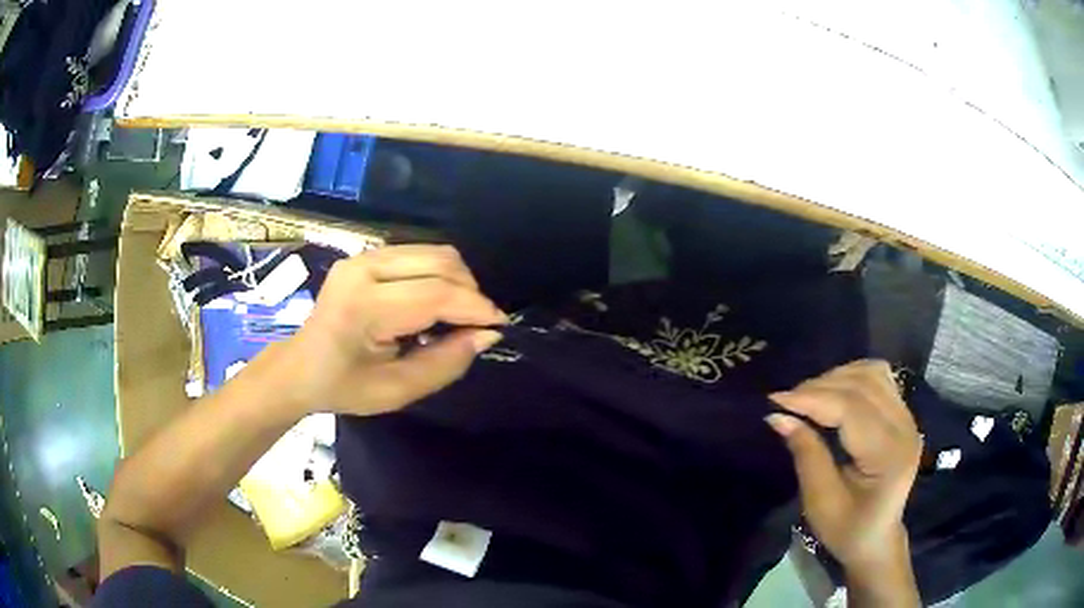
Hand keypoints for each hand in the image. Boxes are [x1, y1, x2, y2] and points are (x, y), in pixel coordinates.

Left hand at [270, 245, 506, 416]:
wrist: (299, 367)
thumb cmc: (344, 387)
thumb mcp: (397, 390)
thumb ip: (446, 362)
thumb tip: (487, 334)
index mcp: (365, 306)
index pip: (436, 294)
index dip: (476, 308)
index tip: (499, 326)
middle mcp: (364, 268)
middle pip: (440, 262)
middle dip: (470, 292)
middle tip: (477, 326)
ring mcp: (363, 256)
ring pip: (434, 252)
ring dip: (457, 280)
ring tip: (457, 315)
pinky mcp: (366, 255)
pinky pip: (419, 254)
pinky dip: (439, 275)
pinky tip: (434, 303)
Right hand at [766, 360, 921, 571]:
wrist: (877, 538)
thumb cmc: (847, 529)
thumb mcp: (820, 502)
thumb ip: (806, 455)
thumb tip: (778, 417)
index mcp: (888, 455)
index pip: (852, 408)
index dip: (813, 398)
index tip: (775, 400)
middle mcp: (905, 427)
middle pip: (863, 385)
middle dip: (819, 387)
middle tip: (786, 401)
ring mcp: (907, 417)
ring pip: (872, 373)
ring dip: (836, 377)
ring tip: (808, 396)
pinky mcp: (903, 414)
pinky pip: (879, 378)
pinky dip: (853, 376)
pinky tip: (834, 390)